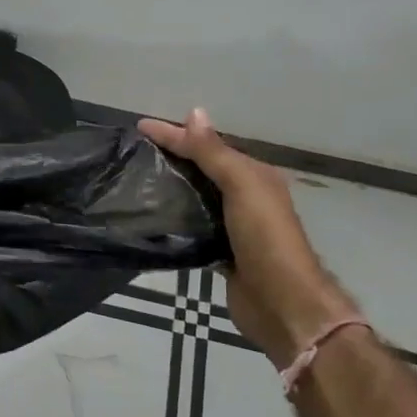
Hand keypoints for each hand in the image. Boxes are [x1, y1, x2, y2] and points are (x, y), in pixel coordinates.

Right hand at [140, 108, 359, 366]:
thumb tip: (194, 112)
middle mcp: (245, 197)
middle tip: (134, 152)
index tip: (140, 127)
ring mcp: (233, 227)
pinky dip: (175, 218)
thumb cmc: (265, 238)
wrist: (283, 304)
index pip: (208, 146)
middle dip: (172, 157)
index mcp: (254, 176)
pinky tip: (152, 216)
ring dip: (172, 187)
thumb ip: (214, 152)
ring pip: (197, 197)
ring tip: (136, 180)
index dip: (175, 134)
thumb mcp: (241, 186)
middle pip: (203, 169)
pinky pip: (193, 227)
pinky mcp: (221, 253)